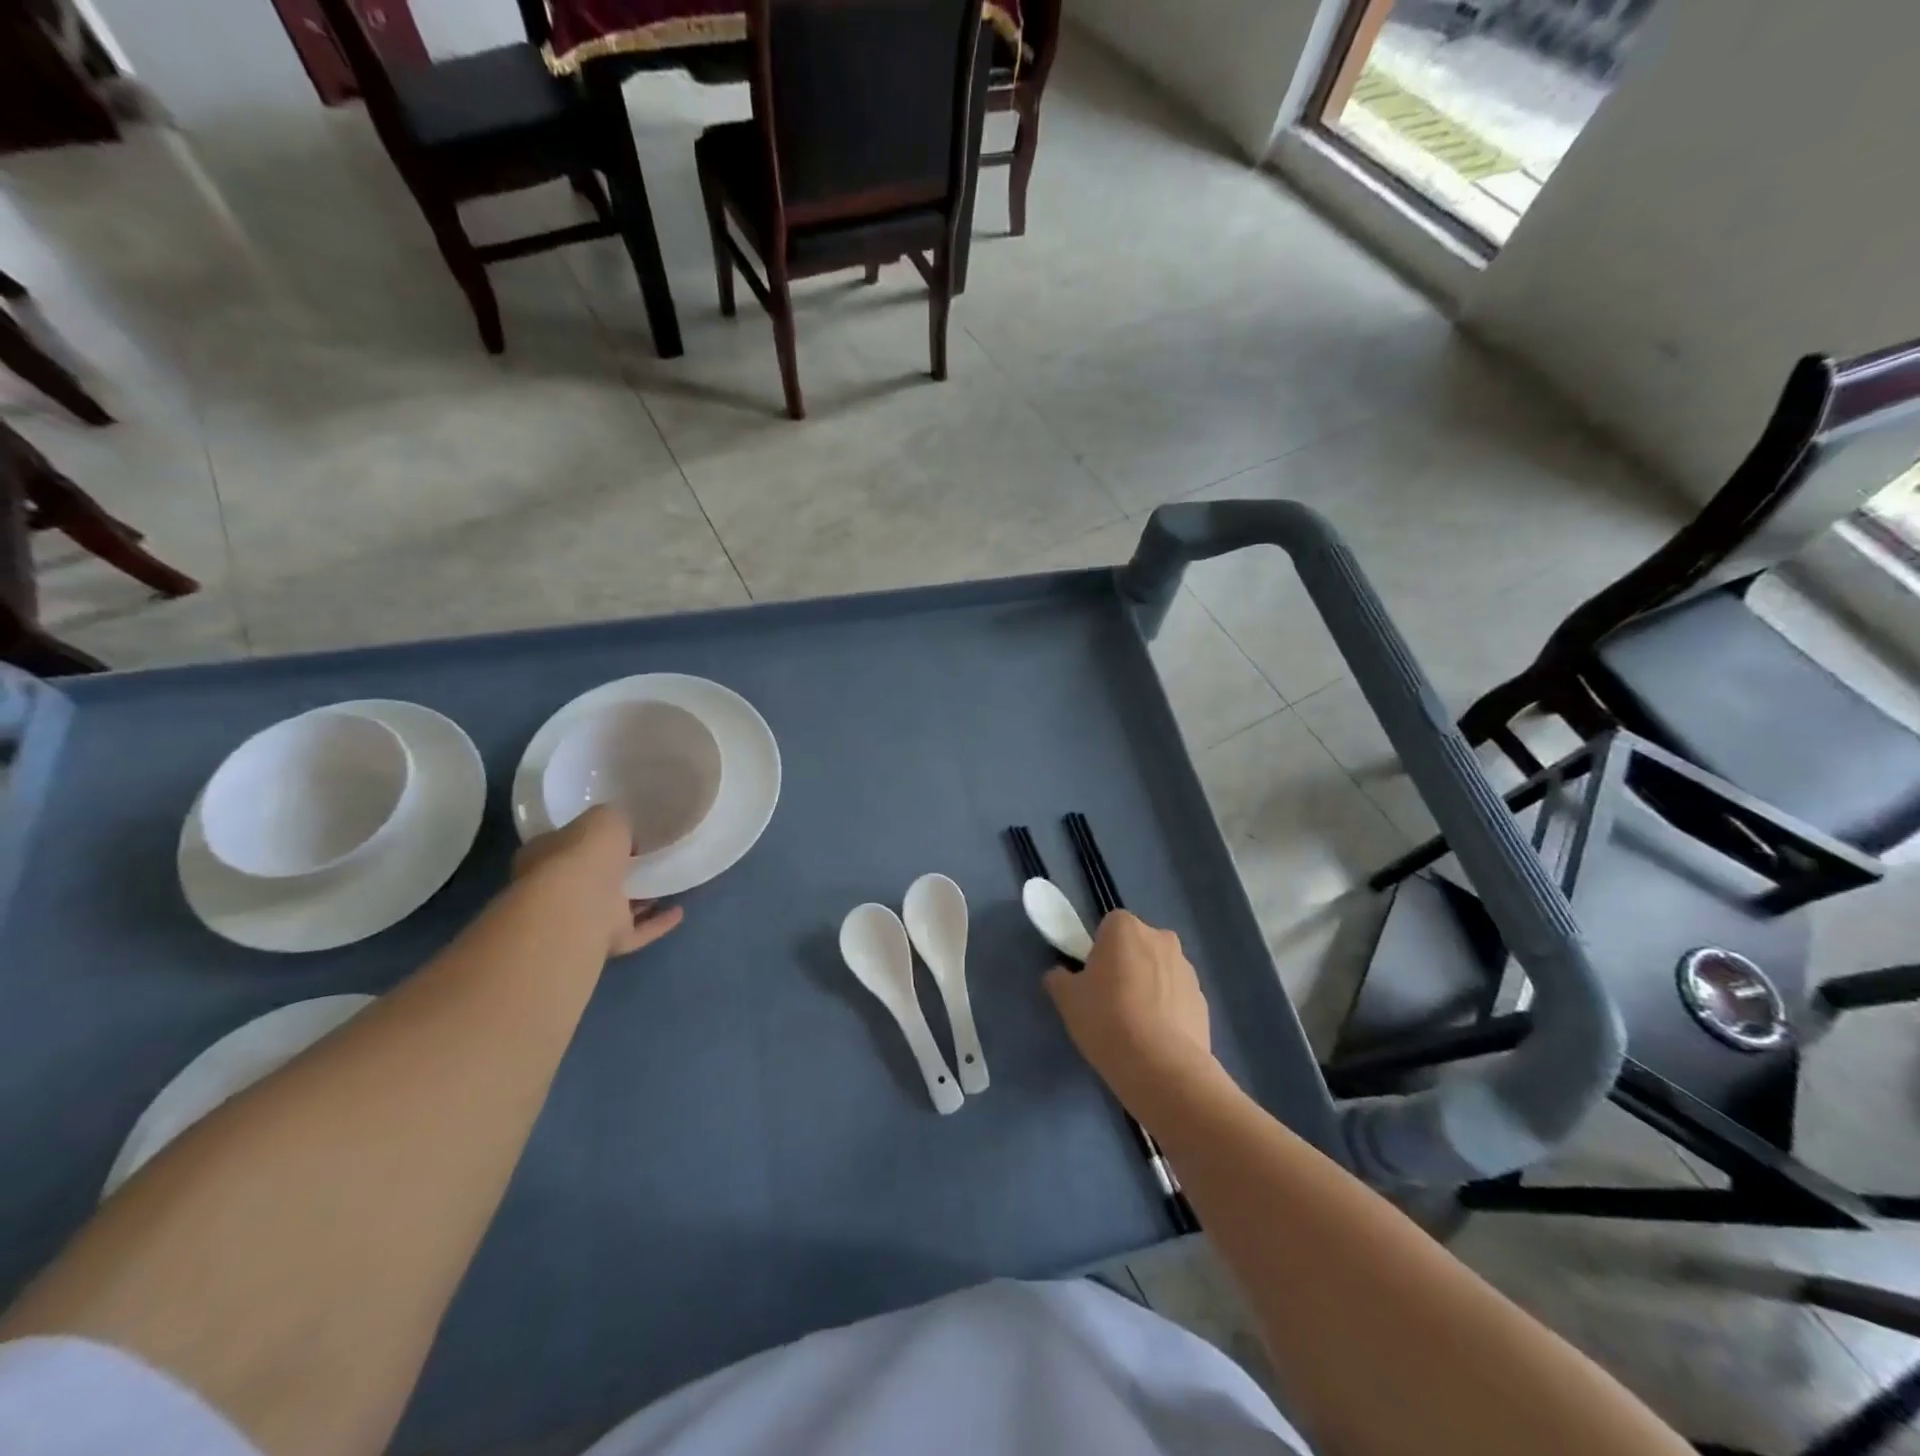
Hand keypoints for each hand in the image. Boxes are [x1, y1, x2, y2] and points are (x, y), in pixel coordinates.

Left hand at [513, 805, 683, 958]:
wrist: (579, 905)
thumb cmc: (582, 854)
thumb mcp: (604, 817)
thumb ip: (615, 821)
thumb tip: (625, 831)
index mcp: (547, 856)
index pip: (570, 844)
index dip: (593, 839)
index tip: (624, 833)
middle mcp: (559, 890)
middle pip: (592, 878)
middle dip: (617, 872)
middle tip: (646, 859)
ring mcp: (583, 919)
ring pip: (615, 908)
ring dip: (640, 900)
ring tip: (667, 884)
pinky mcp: (607, 941)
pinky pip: (638, 931)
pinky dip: (657, 923)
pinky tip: (679, 911)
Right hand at [1044, 910, 1214, 1116]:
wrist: (1162, 1067)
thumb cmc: (1107, 1019)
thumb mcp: (1066, 999)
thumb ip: (1060, 978)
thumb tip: (1061, 975)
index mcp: (1126, 928)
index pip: (1109, 926)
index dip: (1099, 950)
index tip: (1092, 977)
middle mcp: (1161, 938)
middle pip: (1137, 945)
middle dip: (1126, 964)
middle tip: (1110, 999)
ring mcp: (1187, 969)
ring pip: (1160, 970)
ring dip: (1149, 986)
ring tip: (1134, 1024)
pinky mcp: (1203, 1000)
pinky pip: (1176, 997)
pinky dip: (1167, 1009)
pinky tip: (1155, 1038)